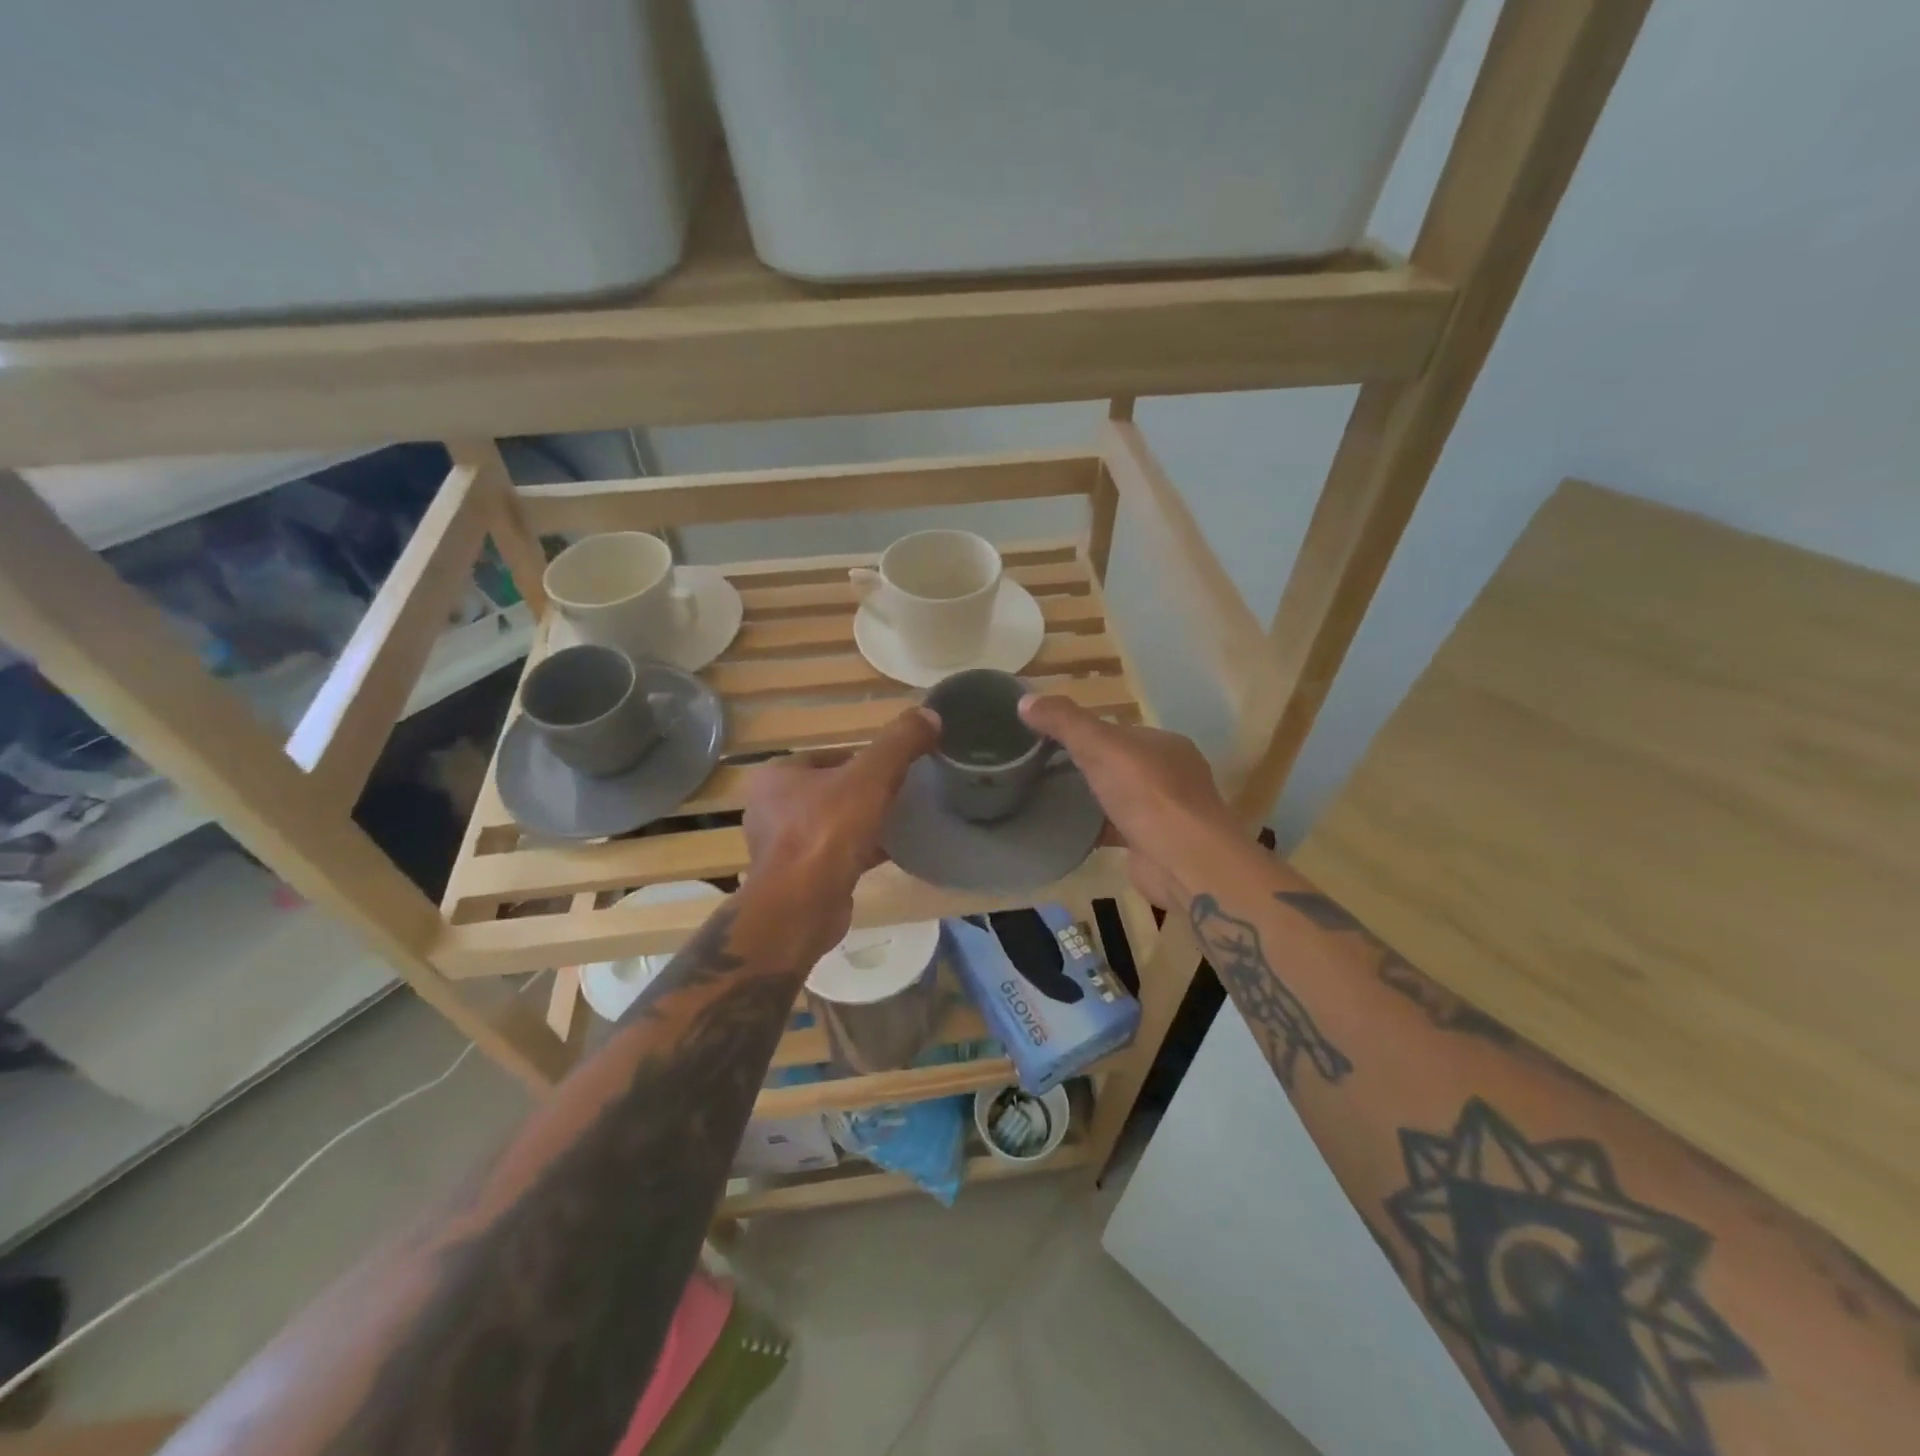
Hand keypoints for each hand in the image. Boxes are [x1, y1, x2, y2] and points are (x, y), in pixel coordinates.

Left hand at [741, 706, 938, 943]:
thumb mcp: (871, 777)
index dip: (864, 760)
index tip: (895, 770)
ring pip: (832, 824)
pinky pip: (834, 855)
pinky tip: (890, 853)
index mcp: (776, 776)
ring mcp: (781, 847)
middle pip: (831, 790)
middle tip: (901, 795)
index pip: (828, 756)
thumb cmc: (828, 832)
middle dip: (864, 793)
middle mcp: (770, 809)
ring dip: (862, 823)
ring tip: (898, 822)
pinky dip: (859, 851)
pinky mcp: (797, 879)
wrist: (802, 908)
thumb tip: (930, 714)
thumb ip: (900, 743)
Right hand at [1019, 694, 1237, 909]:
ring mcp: (1164, 812)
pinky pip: (1115, 829)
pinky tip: (1064, 831)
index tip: (1045, 739)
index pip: (1117, 731)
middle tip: (1039, 770)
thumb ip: (1064, 721)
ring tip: (1046, 798)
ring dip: (1089, 799)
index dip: (1082, 732)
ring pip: (1117, 798)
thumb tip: (1025, 700)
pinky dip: (1093, 829)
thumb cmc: (1147, 794)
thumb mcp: (1100, 745)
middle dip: (1084, 766)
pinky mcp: (1152, 844)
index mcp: (1164, 744)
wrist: (1183, 861)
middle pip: (1117, 764)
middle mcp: (1170, 775)